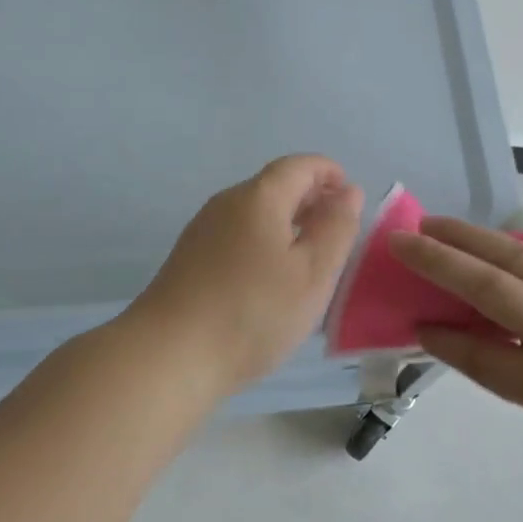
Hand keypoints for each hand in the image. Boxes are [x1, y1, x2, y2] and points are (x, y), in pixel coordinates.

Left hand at [129, 155, 364, 394]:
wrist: (170, 355)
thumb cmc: (253, 312)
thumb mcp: (313, 273)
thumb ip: (337, 228)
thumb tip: (348, 192)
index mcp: (259, 196)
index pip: (300, 165)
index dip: (331, 174)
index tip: (352, 200)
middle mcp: (227, 202)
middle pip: (275, 186)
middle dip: (311, 200)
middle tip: (338, 233)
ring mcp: (203, 230)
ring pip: (255, 212)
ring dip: (288, 223)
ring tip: (311, 259)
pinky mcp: (190, 258)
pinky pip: (237, 235)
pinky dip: (264, 242)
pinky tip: (271, 279)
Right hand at [388, 217, 522, 469]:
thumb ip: (520, 376)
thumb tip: (469, 338)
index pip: (484, 355)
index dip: (444, 339)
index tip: (412, 321)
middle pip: (491, 285)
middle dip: (440, 260)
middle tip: (401, 239)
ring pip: (517, 255)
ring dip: (469, 238)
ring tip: (434, 225)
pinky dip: (514, 246)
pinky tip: (493, 240)